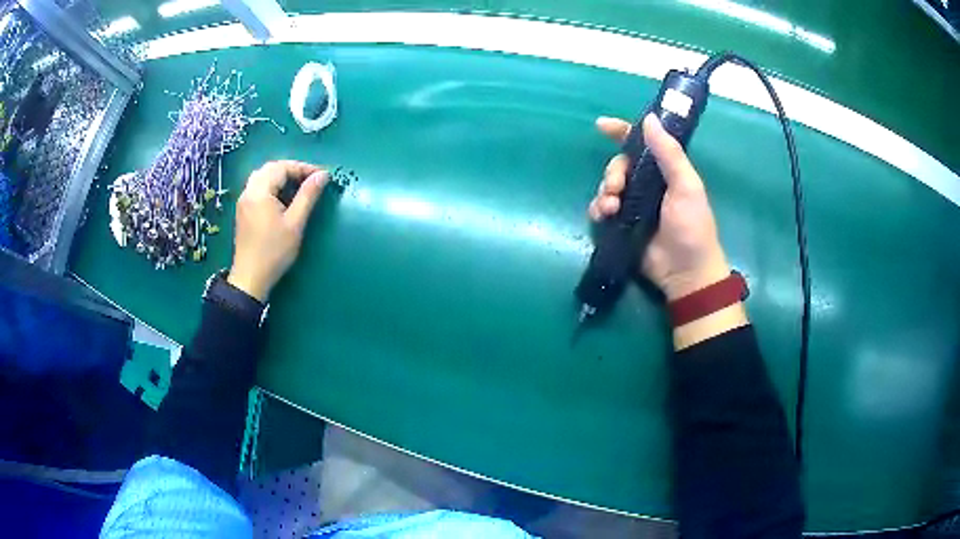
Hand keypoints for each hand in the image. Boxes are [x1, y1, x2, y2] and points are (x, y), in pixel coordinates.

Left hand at [228, 160, 328, 301]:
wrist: (251, 278)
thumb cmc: (274, 251)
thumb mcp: (295, 223)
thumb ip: (308, 196)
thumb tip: (323, 175)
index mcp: (260, 191)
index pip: (282, 168)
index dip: (303, 168)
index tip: (321, 176)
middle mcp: (248, 191)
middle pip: (270, 168)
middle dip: (291, 169)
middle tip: (310, 179)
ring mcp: (243, 201)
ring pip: (262, 177)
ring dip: (281, 176)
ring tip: (298, 187)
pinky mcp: (243, 210)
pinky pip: (257, 187)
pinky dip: (272, 185)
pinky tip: (282, 198)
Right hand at [589, 114, 730, 301]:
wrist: (686, 272)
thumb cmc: (692, 226)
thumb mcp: (686, 186)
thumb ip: (669, 153)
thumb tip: (649, 119)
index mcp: (665, 171)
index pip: (641, 144)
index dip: (621, 132)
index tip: (601, 125)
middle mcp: (647, 184)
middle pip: (618, 165)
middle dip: (613, 173)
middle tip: (617, 188)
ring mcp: (633, 206)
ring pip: (607, 187)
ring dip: (604, 193)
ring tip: (611, 209)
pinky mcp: (622, 226)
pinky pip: (602, 210)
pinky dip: (598, 210)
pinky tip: (603, 217)